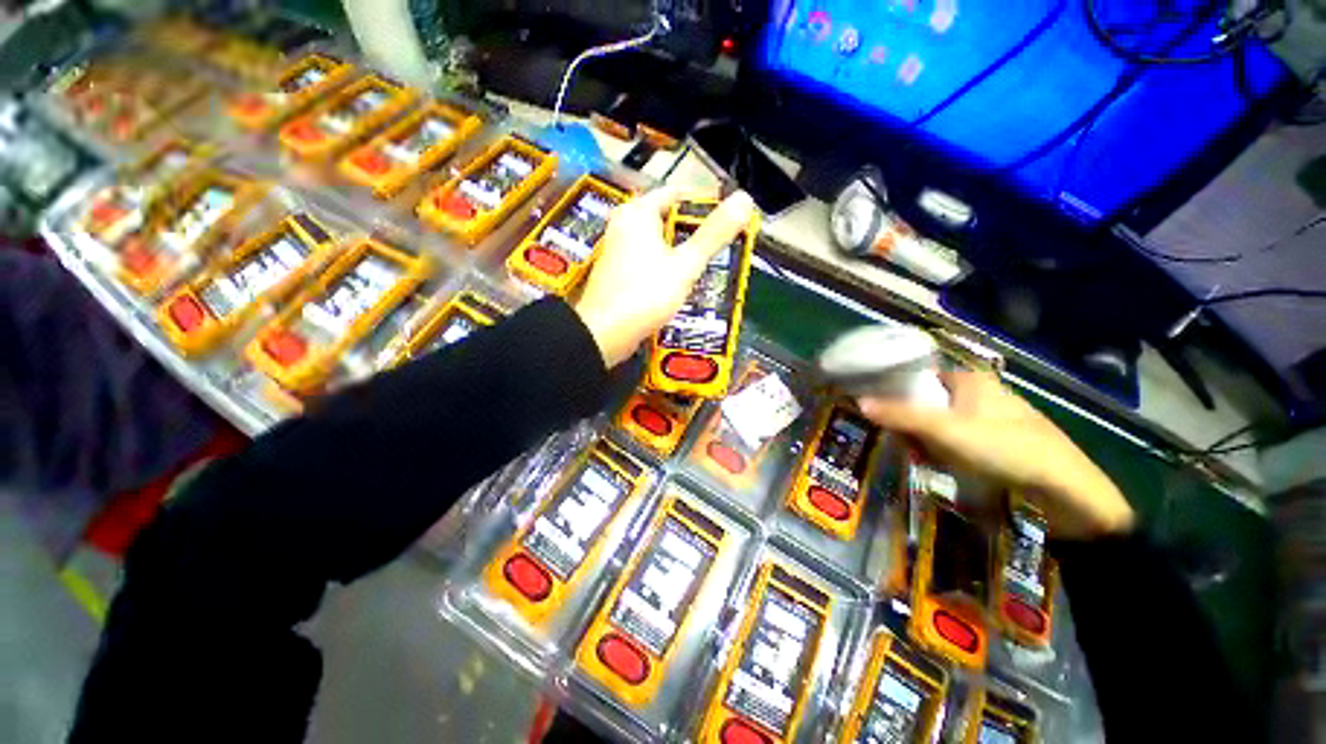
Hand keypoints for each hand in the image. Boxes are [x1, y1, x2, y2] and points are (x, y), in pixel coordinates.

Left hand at [574, 187, 756, 367]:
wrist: (604, 334)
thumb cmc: (644, 294)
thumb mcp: (685, 265)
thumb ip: (714, 235)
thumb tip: (745, 199)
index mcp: (638, 213)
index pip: (676, 193)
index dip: (704, 203)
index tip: (727, 217)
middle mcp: (624, 225)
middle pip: (668, 219)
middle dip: (695, 232)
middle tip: (722, 245)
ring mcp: (618, 250)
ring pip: (659, 243)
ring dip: (682, 253)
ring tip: (709, 265)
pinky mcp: (618, 273)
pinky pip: (649, 262)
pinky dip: (667, 268)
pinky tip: (683, 284)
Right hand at [859, 370, 1134, 538]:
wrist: (1067, 493)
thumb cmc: (1004, 449)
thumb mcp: (945, 431)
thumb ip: (900, 415)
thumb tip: (858, 401)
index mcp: (971, 381)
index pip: (921, 377)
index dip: (897, 391)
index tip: (879, 409)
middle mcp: (983, 394)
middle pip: (931, 402)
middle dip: (912, 422)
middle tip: (900, 440)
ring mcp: (995, 419)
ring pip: (945, 424)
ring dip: (928, 440)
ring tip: (920, 457)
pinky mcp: (1003, 443)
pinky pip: (962, 441)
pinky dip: (948, 451)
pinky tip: (946, 467)